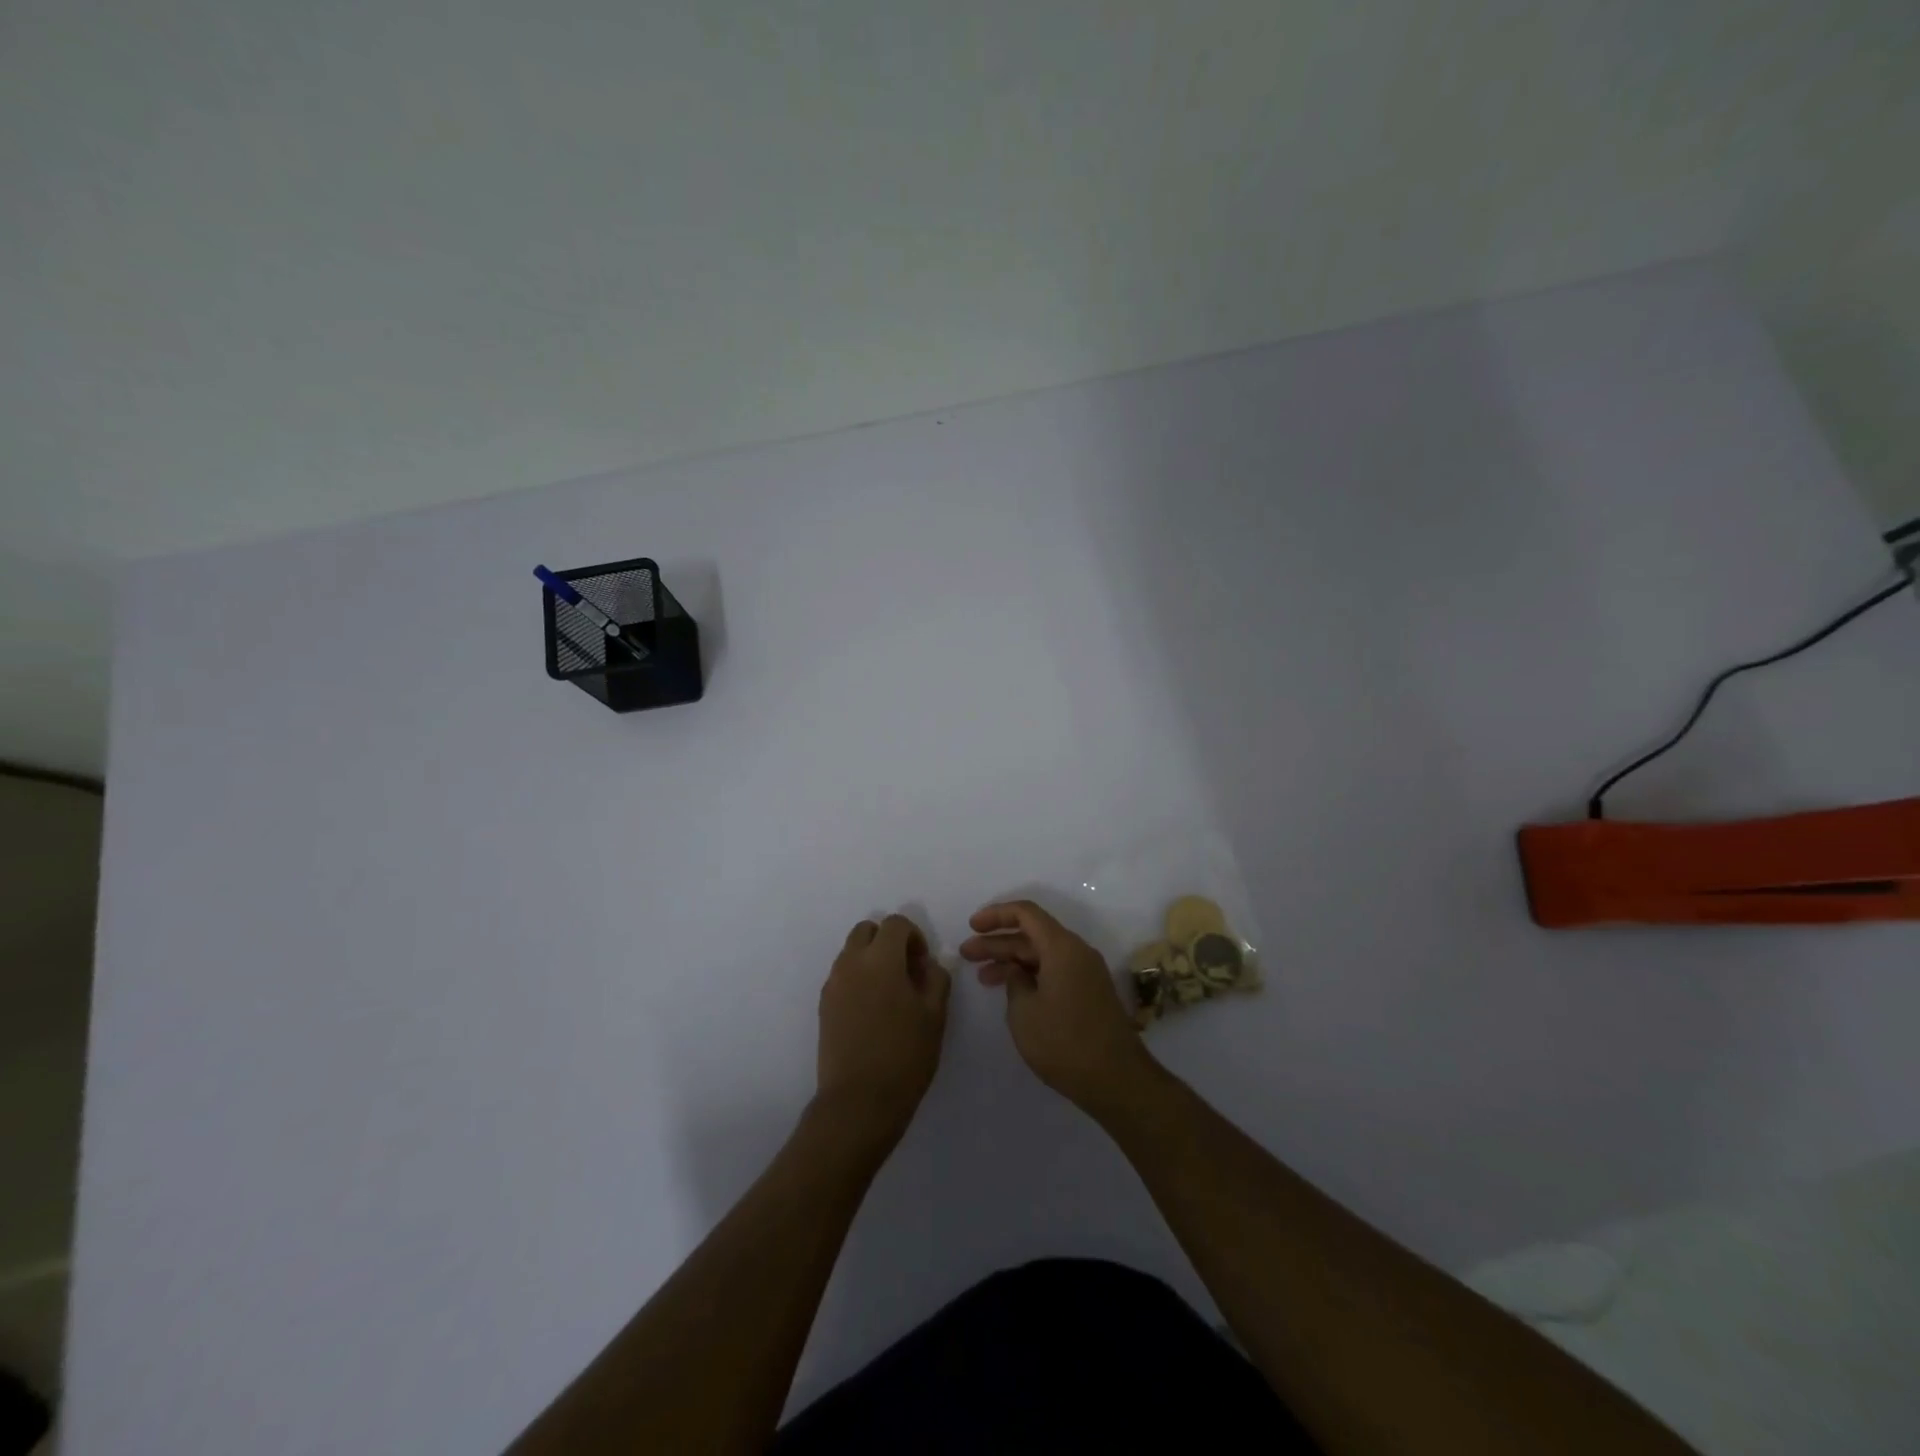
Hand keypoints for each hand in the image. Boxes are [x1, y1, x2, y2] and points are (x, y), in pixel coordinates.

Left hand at [816, 915, 951, 1145]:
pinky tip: (873, 1012)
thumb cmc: (904, 1055)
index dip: (914, 936)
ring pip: (851, 952)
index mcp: (880, 958)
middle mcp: (851, 963)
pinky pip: (842, 976)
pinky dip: (858, 979)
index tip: (923, 965)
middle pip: (867, 930)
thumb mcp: (935, 1015)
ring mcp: (833, 984)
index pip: (895, 923)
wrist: (858, 1101)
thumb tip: (927, 964)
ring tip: (890, 995)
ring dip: (871, 959)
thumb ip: (936, 978)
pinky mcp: (823, 1005)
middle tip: (906, 972)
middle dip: (888, 941)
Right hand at [961, 900, 1154, 1112]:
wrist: (1117, 1079)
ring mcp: (1086, 973)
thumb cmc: (1064, 1042)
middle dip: (998, 942)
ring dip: (1012, 961)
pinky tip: (1011, 991)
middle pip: (1032, 934)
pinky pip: (1054, 971)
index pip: (1026, 913)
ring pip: (1042, 955)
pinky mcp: (1089, 993)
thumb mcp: (1024, 1011)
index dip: (996, 915)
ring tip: (982, 976)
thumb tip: (1017, 972)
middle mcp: (1077, 952)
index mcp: (1062, 947)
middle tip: (967, 953)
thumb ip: (1014, 982)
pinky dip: (1030, 975)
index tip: (972, 926)